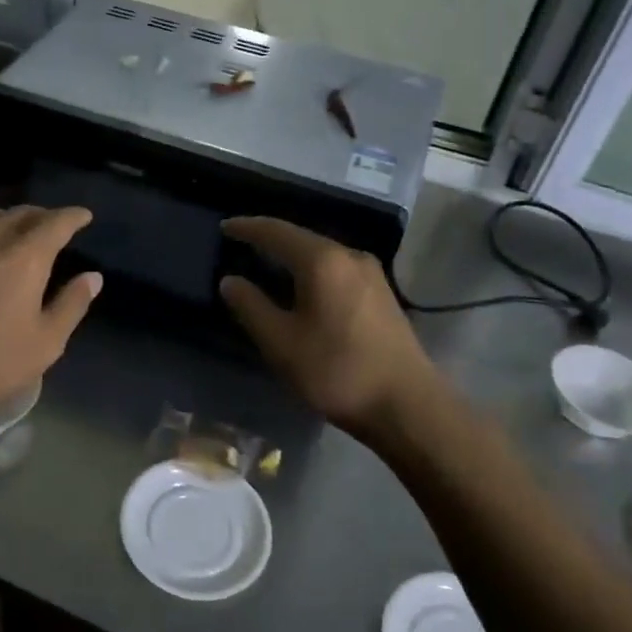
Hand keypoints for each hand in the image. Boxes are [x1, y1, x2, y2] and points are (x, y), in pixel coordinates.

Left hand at [0, 205, 101, 434]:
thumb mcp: (46, 342)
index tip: (83, 216)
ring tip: (13, 234)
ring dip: (7, 220)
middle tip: (52, 227)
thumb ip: (72, 304)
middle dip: (42, 216)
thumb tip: (93, 277)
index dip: (73, 217)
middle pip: (20, 213)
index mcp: (24, 256)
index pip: (56, 222)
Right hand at [218, 217, 442, 440]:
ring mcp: (371, 274)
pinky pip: (337, 269)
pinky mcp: (382, 294)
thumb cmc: (336, 370)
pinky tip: (302, 286)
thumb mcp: (281, 342)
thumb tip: (230, 280)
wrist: (406, 404)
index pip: (276, 231)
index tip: (224, 227)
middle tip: (242, 244)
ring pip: (322, 254)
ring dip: (292, 256)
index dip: (247, 228)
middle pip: (302, 238)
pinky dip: (312, 270)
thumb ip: (251, 306)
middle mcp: (350, 256)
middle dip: (270, 239)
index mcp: (322, 261)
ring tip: (267, 264)